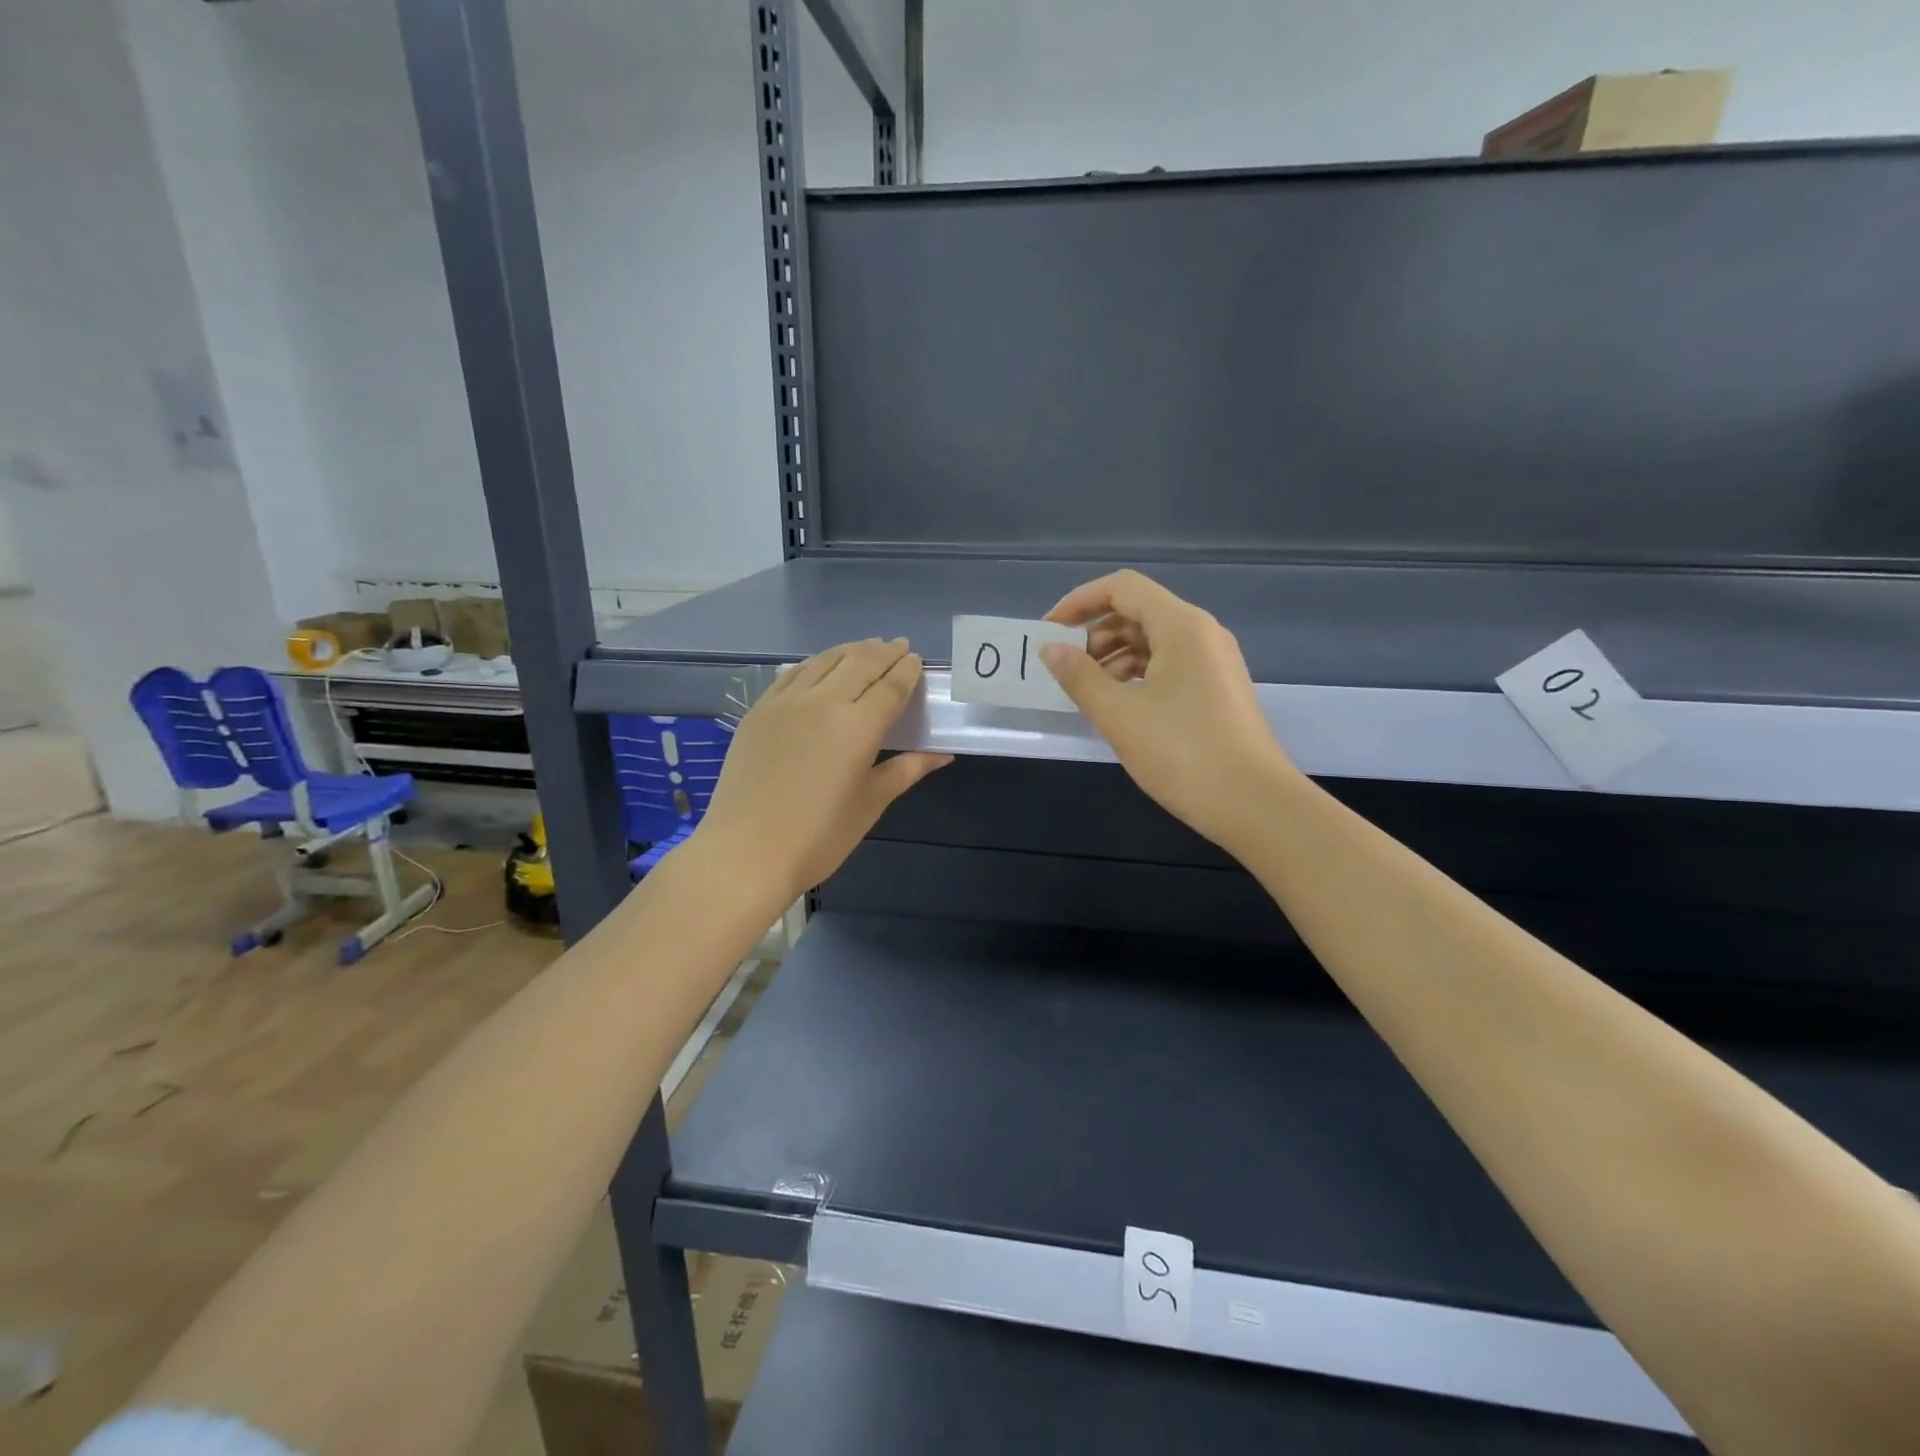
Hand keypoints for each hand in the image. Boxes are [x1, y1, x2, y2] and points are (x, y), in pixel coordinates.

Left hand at [697, 638, 951, 900]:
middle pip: (859, 663)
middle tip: (898, 646)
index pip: (890, 686)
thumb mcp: (871, 803)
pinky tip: (820, 666)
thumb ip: (907, 770)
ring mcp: (785, 702)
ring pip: (824, 661)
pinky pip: (792, 674)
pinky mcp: (759, 710)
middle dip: (883, 651)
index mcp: (858, 726)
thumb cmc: (819, 836)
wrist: (746, 852)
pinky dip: (815, 663)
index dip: (907, 670)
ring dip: (850, 650)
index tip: (917, 660)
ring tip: (865, 648)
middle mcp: (823, 702)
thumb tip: (942, 754)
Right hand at [1040, 570, 1296, 847]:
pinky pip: (1168, 666)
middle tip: (1064, 669)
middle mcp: (1201, 633)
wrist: (1254, 804)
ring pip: (1152, 642)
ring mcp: (1213, 662)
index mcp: (1181, 626)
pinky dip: (1136, 676)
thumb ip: (1079, 677)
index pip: (1122, 588)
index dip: (1080, 601)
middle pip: (1137, 612)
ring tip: (1085, 692)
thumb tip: (1050, 650)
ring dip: (1113, 658)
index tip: (1049, 631)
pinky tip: (1116, 706)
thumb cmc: (1183, 753)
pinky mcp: (1216, 690)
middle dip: (1094, 634)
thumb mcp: (1119, 715)